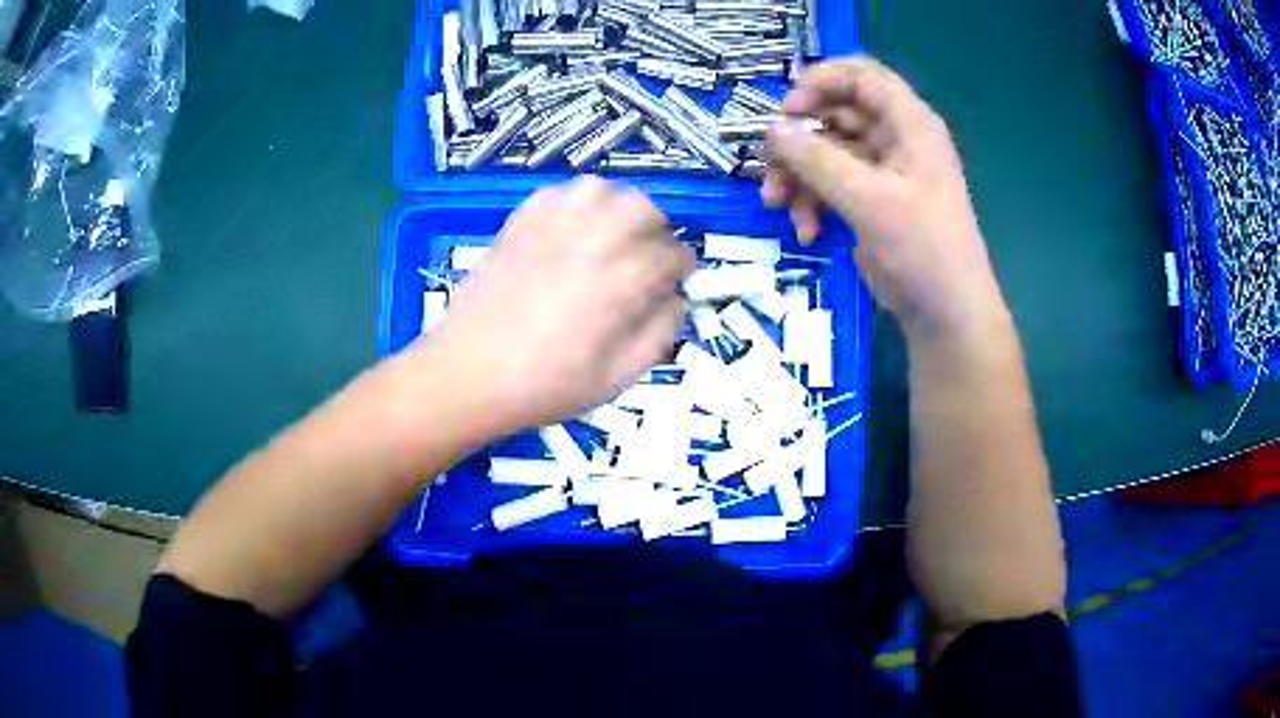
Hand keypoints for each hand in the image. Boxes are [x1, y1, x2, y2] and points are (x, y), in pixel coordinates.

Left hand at [418, 176, 694, 434]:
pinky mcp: (519, 223)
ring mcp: (550, 226)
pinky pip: (559, 192)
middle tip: (645, 255)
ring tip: (611, 237)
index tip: (673, 282)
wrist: (468, 375)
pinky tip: (571, 231)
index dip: (679, 269)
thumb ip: (658, 335)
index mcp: (621, 282)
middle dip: (655, 229)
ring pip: (602, 189)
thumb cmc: (544, 386)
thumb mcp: (617, 379)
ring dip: (617, 208)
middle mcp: (591, 241)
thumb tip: (676, 299)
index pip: (672, 254)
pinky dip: (576, 203)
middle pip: (643, 208)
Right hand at [763, 57, 1007, 339]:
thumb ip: (816, 159)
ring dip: (798, 176)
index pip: (861, 76)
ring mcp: (883, 171)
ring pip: (826, 152)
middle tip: (769, 165)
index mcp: (909, 124)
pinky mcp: (871, 200)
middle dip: (799, 141)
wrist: (946, 314)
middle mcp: (896, 138)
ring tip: (777, 206)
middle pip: (835, 114)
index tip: (786, 110)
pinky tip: (807, 231)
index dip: (820, 82)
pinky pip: (830, 184)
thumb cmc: (922, 249)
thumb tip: (771, 130)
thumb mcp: (868, 199)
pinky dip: (812, 202)